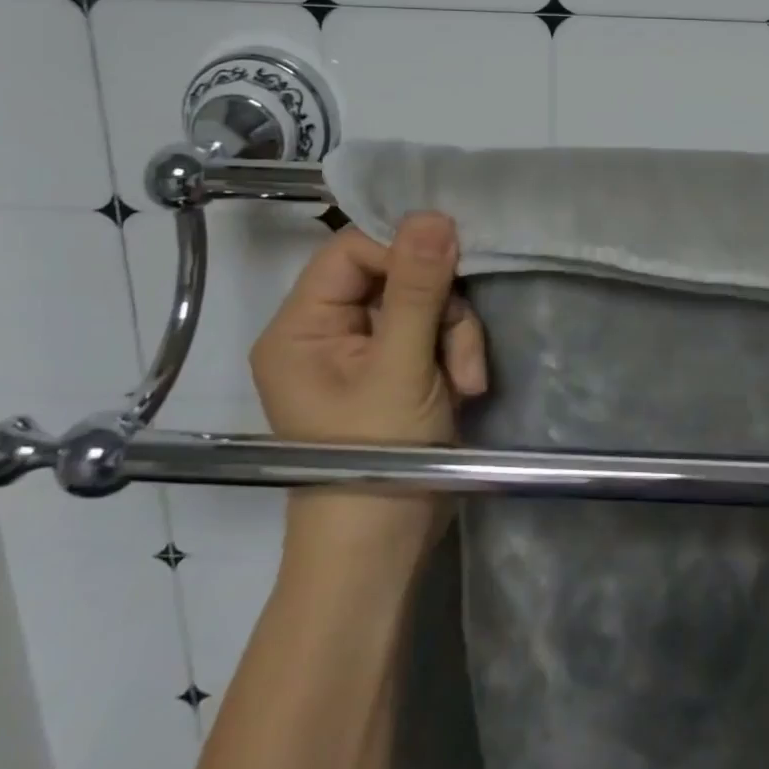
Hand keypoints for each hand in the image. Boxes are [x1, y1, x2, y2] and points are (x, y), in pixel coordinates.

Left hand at [249, 211, 486, 552]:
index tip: (450, 269)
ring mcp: (364, 351)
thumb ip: (417, 289)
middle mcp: (326, 330)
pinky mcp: (396, 368)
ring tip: (467, 379)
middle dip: (440, 307)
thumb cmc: (375, 461)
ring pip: (424, 301)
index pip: (352, 250)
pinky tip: (467, 386)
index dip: (402, 251)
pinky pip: (434, 331)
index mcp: (301, 326)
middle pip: (395, 274)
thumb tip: (432, 215)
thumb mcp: (401, 369)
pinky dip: (456, 352)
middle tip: (460, 346)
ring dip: (456, 333)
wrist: (383, 554)